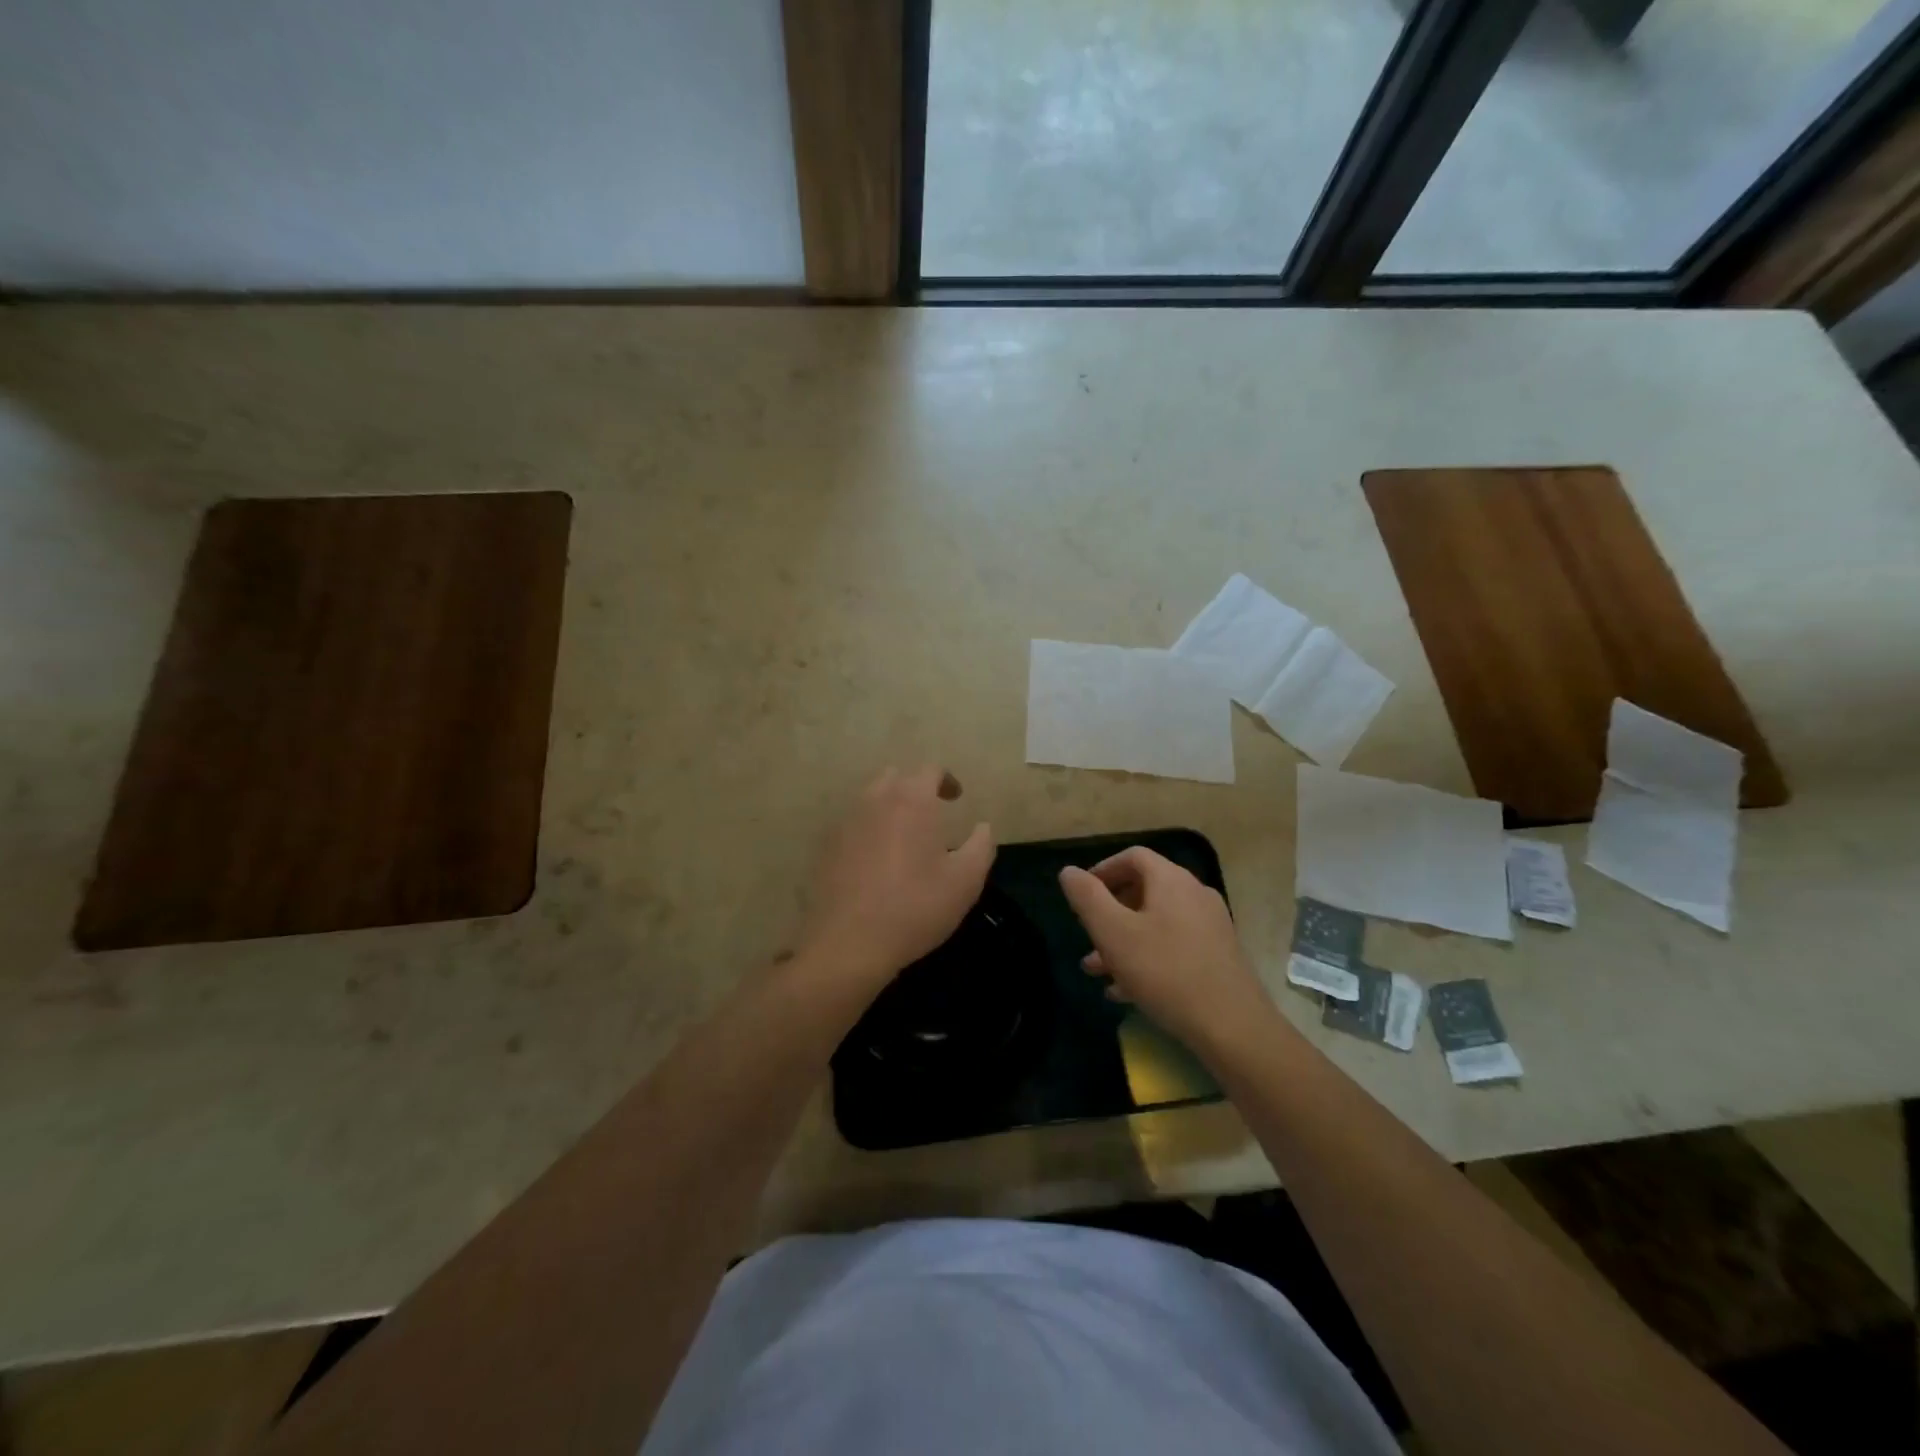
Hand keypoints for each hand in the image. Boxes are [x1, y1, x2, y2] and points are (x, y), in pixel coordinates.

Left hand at [795, 766, 994, 1003]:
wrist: (849, 942)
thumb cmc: (915, 907)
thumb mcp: (966, 881)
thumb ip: (981, 846)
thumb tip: (983, 827)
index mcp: (912, 800)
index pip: (930, 770)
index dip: (946, 780)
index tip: (956, 799)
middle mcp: (876, 800)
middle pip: (896, 778)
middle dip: (915, 789)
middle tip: (930, 815)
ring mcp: (846, 822)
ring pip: (870, 799)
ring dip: (889, 807)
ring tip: (904, 837)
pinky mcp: (826, 846)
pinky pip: (852, 824)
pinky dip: (868, 830)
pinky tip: (876, 859)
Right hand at [1059, 847, 1272, 1055]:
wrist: (1232, 1026)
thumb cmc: (1165, 972)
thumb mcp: (1113, 933)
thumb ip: (1087, 897)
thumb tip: (1069, 871)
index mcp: (1171, 881)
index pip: (1133, 857)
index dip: (1103, 870)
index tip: (1081, 895)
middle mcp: (1194, 895)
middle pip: (1144, 890)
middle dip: (1109, 912)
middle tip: (1087, 935)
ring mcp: (1210, 926)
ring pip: (1156, 923)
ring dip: (1124, 941)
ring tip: (1097, 970)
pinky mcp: (1218, 956)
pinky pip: (1173, 947)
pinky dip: (1146, 958)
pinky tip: (1125, 991)